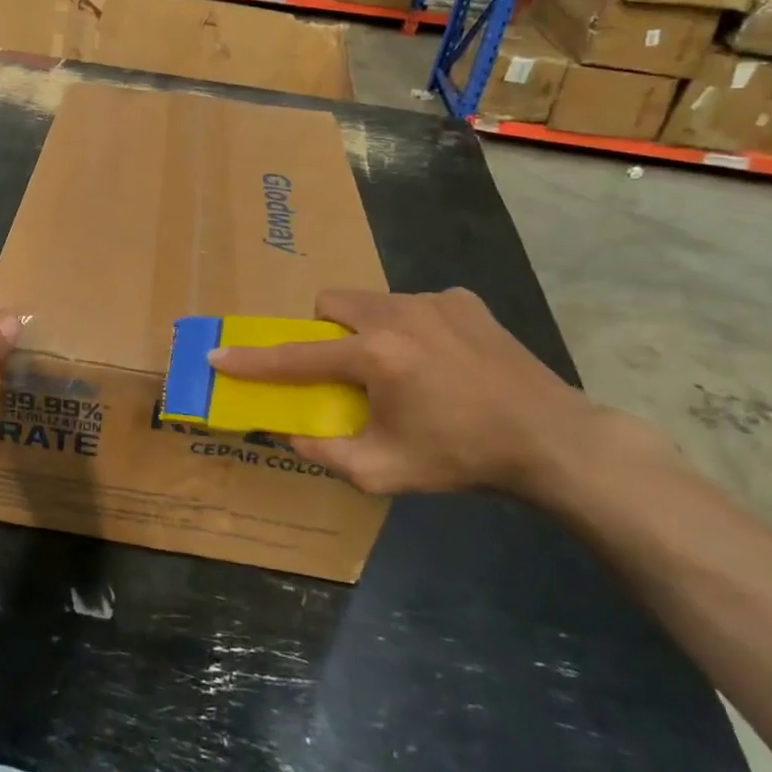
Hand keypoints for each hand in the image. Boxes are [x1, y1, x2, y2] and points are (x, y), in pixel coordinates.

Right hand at [210, 288, 619, 498]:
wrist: (552, 439)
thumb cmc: (462, 458)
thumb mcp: (384, 472)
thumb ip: (325, 451)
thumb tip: (288, 432)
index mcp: (375, 356)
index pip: (297, 357)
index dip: (253, 360)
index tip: (219, 355)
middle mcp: (397, 314)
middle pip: (330, 303)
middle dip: (323, 331)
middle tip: (343, 367)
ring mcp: (433, 300)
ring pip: (372, 300)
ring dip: (366, 327)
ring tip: (397, 365)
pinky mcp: (463, 300)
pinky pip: (414, 303)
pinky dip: (409, 326)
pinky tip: (439, 359)